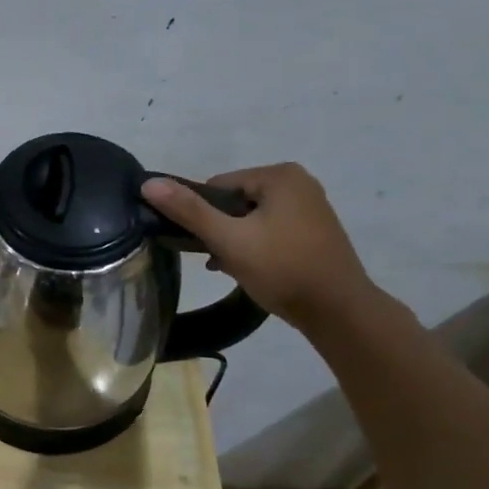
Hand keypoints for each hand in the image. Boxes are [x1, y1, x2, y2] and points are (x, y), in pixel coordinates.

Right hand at [140, 163, 378, 330]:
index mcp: (280, 175)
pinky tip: (249, 270)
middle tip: (218, 259)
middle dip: (220, 229)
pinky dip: (255, 247)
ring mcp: (310, 207)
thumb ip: (188, 210)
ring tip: (231, 268)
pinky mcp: (314, 231)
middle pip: (234, 201)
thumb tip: (148, 183)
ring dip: (234, 241)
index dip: (203, 215)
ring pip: (250, 218)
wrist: (339, 312)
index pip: (217, 186)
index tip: (204, 244)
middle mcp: (298, 183)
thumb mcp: (229, 239)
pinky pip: (270, 230)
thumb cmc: (282, 269)